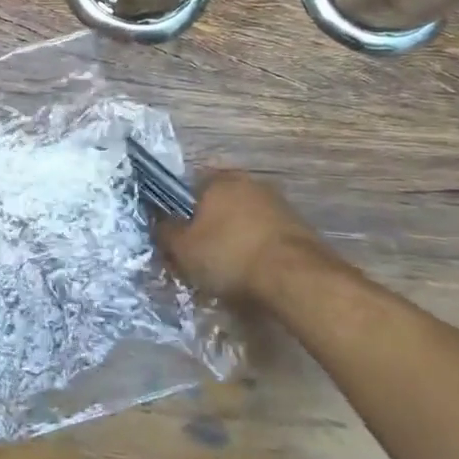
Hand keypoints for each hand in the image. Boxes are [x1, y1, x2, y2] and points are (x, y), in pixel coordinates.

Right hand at [155, 169, 335, 302]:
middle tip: (200, 259)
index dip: (179, 213)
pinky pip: (265, 238)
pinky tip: (253, 278)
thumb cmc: (230, 255)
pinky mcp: (299, 229)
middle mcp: (249, 183)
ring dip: (234, 241)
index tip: (178, 238)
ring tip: (227, 274)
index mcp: (219, 179)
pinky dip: (257, 253)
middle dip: (208, 228)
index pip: (189, 187)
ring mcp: (278, 204)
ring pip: (243, 222)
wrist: (296, 278)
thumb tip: (159, 221)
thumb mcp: (183, 248)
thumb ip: (165, 231)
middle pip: (218, 205)